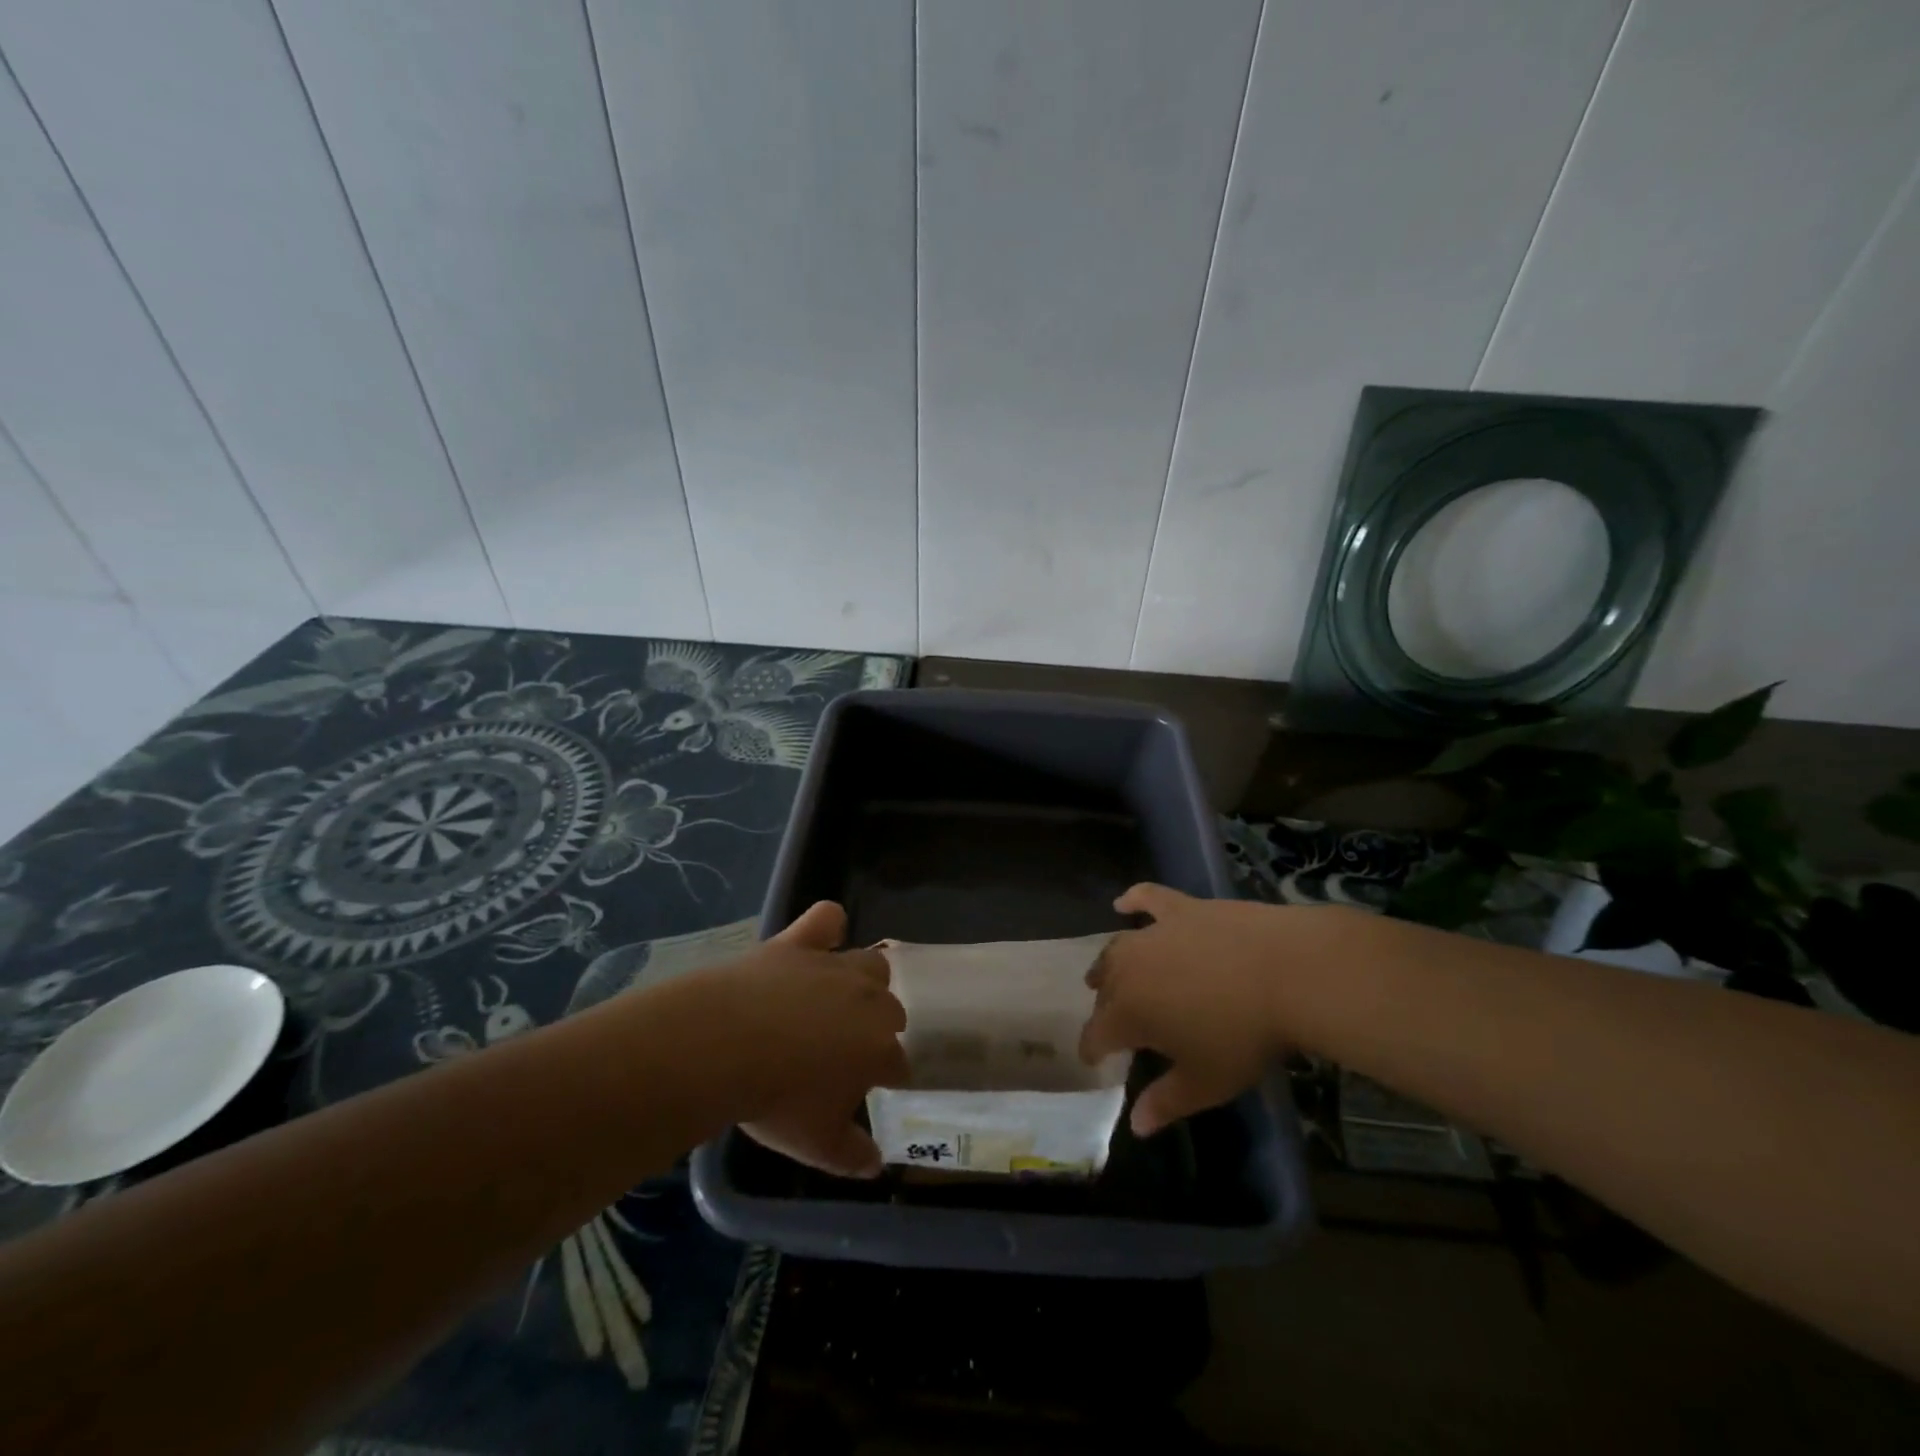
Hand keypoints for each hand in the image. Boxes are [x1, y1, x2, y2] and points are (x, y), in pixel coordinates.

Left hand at [707, 901, 906, 1177]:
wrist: (723, 1047)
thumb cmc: (775, 1100)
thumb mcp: (816, 1144)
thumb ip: (853, 1155)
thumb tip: (876, 1165)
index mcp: (878, 1049)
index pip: (899, 1063)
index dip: (887, 1077)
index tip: (872, 1088)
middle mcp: (869, 1001)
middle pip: (891, 1010)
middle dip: (877, 1028)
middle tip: (845, 1050)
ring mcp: (834, 966)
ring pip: (872, 964)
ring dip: (865, 982)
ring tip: (839, 1000)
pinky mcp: (800, 942)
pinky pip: (826, 919)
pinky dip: (827, 927)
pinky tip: (821, 939)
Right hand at [1080, 884, 1320, 1135]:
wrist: (1286, 971)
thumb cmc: (1243, 1035)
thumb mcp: (1206, 1082)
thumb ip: (1166, 1103)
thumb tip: (1136, 1126)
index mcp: (1128, 1013)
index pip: (1096, 1034)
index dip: (1092, 1050)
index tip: (1093, 1060)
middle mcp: (1128, 969)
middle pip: (1105, 990)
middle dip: (1105, 1009)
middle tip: (1116, 1024)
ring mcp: (1153, 933)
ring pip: (1117, 949)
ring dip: (1108, 965)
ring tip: (1106, 974)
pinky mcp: (1180, 908)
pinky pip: (1147, 899)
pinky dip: (1134, 901)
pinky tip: (1125, 904)